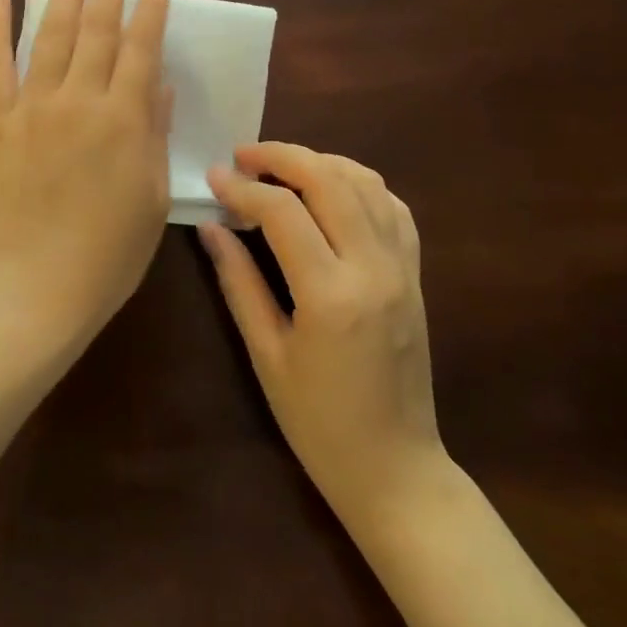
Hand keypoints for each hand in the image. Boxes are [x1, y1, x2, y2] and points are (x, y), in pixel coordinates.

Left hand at [0, 0, 172, 346]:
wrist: (33, 289)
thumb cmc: (106, 254)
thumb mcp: (150, 197)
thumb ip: (153, 133)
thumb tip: (158, 83)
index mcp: (124, 120)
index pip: (140, 50)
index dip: (149, 12)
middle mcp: (79, 100)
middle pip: (96, 30)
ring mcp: (31, 106)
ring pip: (50, 35)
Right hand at [202, 144, 442, 535]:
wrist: (397, 470)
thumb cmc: (319, 423)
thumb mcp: (266, 355)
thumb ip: (238, 282)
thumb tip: (210, 226)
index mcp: (331, 295)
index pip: (282, 212)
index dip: (242, 186)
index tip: (213, 177)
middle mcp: (374, 268)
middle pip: (330, 179)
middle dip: (282, 156)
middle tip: (243, 155)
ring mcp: (403, 268)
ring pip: (366, 182)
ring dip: (320, 162)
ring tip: (281, 167)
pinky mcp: (416, 274)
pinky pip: (393, 206)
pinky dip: (358, 183)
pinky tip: (330, 190)